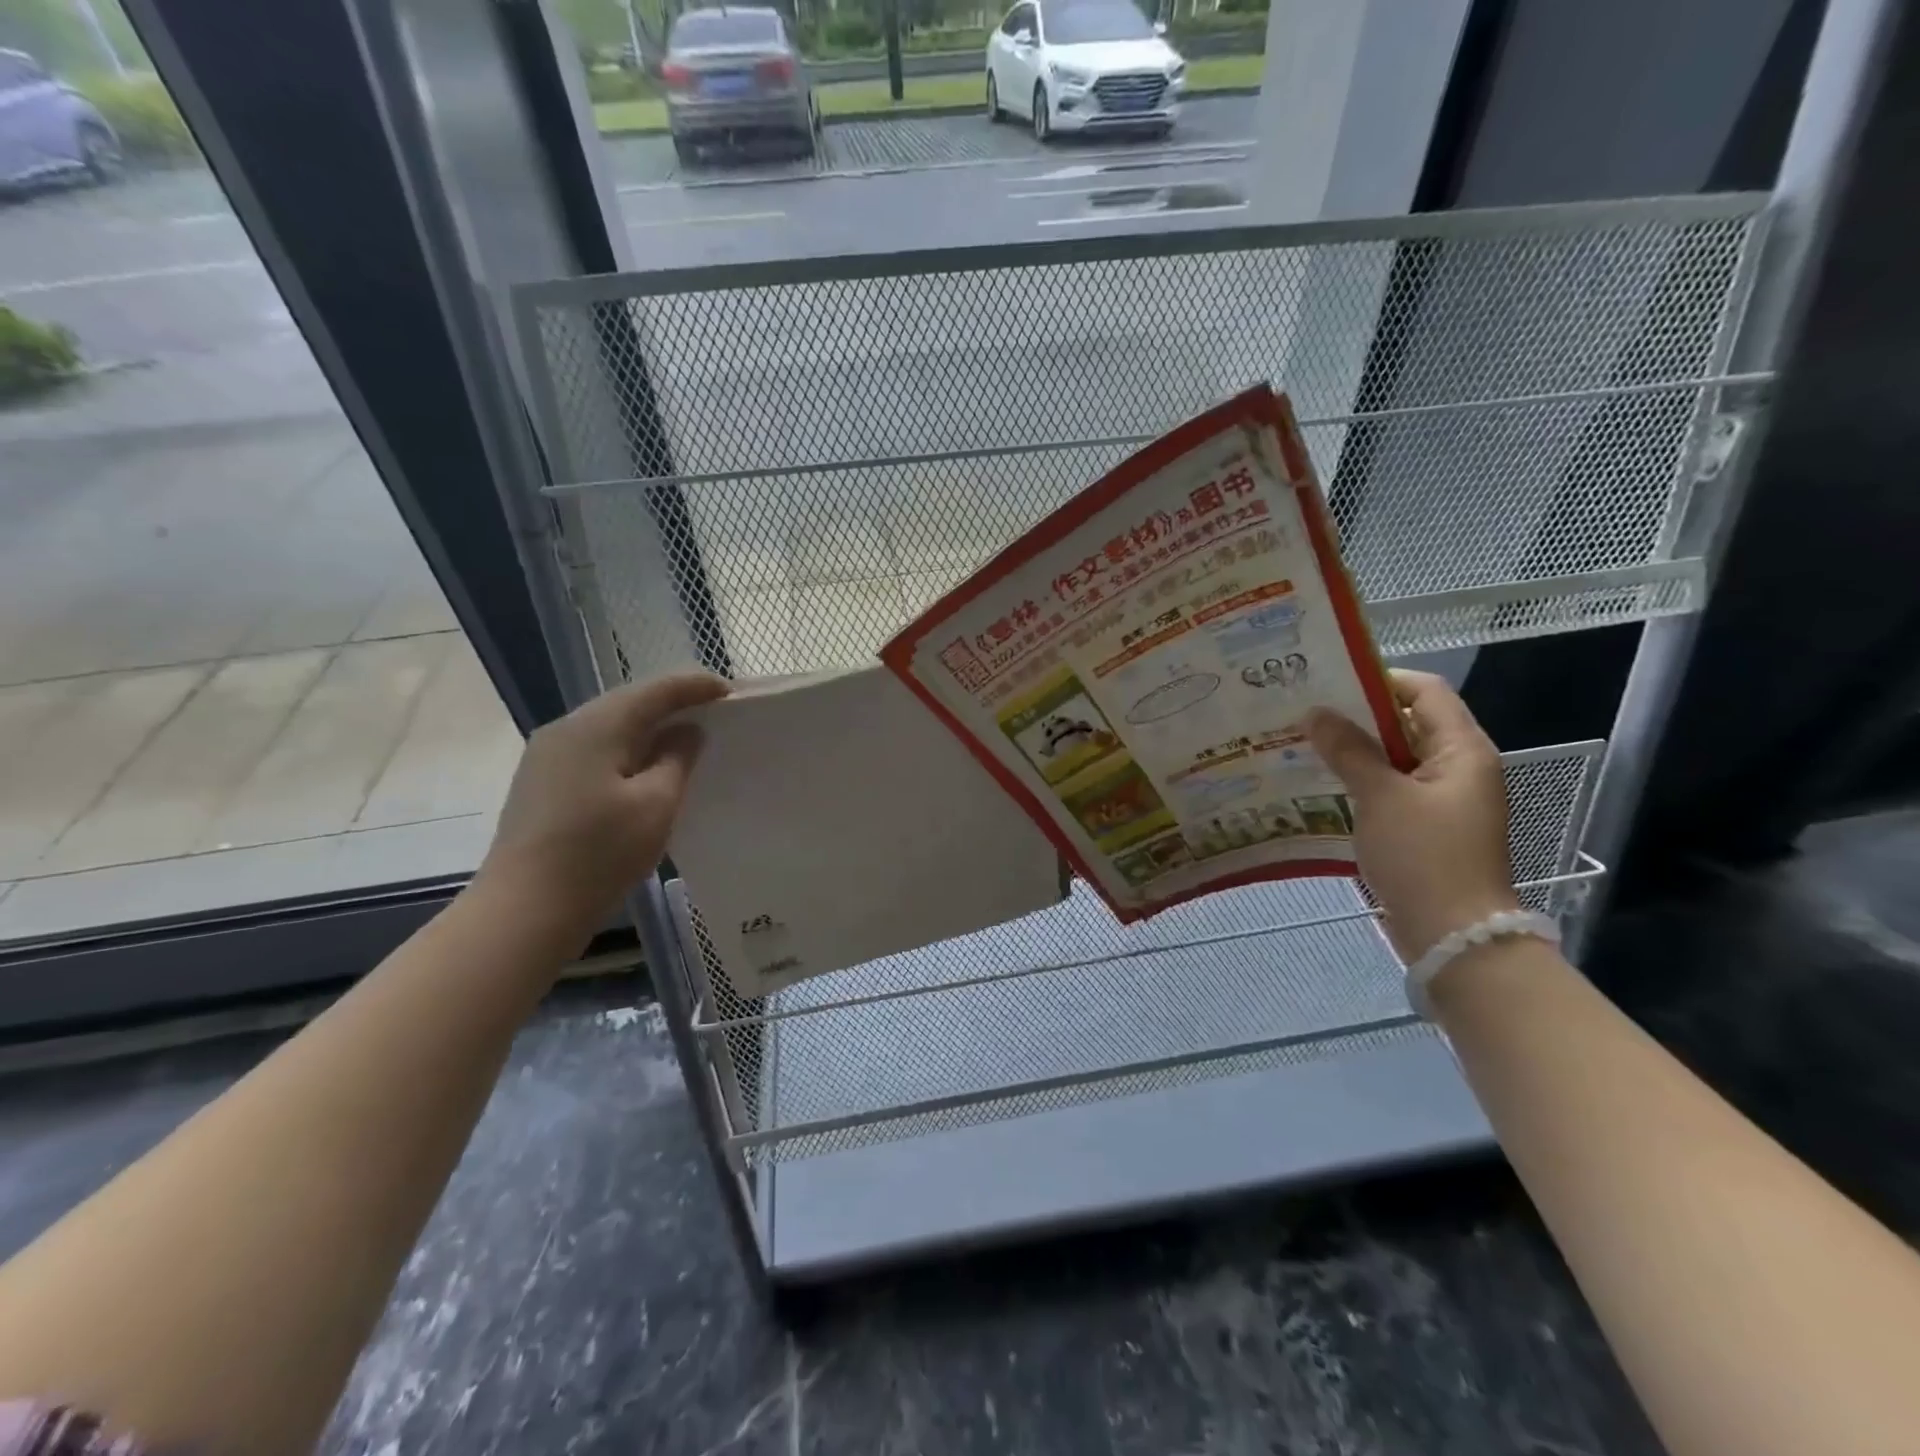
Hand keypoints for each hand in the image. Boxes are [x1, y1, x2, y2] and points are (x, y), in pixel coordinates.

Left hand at [477, 672, 729, 931]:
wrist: (524, 910)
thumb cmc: (598, 854)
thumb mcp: (656, 805)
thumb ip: (677, 759)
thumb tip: (686, 731)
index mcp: (597, 726)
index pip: (655, 691)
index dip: (695, 686)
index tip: (730, 692)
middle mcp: (566, 729)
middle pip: (628, 702)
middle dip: (672, 703)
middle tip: (713, 712)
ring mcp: (547, 755)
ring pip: (609, 726)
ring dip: (649, 727)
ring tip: (685, 738)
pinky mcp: (541, 782)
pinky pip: (594, 749)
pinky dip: (627, 749)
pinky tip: (645, 767)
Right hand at [1304, 671, 1517, 960]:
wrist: (1455, 937)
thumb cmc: (1424, 857)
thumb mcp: (1381, 796)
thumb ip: (1348, 750)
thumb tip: (1315, 713)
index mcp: (1462, 750)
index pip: (1425, 691)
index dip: (1379, 680)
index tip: (1329, 683)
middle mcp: (1458, 768)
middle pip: (1408, 723)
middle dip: (1357, 716)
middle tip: (1304, 713)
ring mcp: (1443, 801)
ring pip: (1395, 759)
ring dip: (1354, 751)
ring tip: (1302, 744)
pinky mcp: (1427, 829)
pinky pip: (1391, 790)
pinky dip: (1360, 782)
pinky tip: (1320, 785)